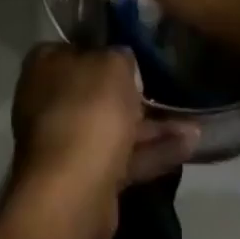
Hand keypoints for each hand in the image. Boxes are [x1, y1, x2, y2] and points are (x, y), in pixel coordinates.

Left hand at [9, 44, 198, 238]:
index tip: (135, 54)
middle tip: (168, 89)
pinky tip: (189, 146)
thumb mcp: (114, 63)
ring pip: (116, 127)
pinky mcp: (88, 178)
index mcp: (45, 64)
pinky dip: (154, 152)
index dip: (108, 49)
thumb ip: (121, 57)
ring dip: (153, 127)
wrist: (74, 190)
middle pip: (98, 91)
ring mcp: (68, 142)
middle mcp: (50, 100)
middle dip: (136, 94)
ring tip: (194, 124)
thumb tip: (122, 61)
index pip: (79, 47)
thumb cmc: (89, 108)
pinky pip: (125, 157)